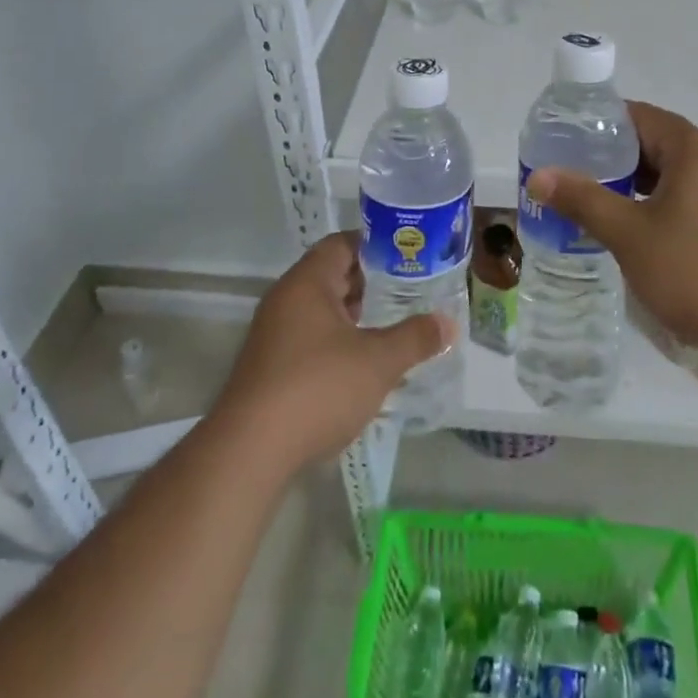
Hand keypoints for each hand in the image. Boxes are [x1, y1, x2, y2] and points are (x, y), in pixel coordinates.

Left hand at [216, 232, 453, 471]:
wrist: (249, 453)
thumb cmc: (317, 388)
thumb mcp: (378, 361)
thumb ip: (415, 338)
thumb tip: (448, 323)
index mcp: (307, 282)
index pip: (343, 244)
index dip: (377, 245)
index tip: (409, 254)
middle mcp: (286, 299)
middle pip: (332, 275)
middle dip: (371, 282)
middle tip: (411, 288)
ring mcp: (274, 335)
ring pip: (322, 310)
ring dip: (355, 315)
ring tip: (394, 323)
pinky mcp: (270, 368)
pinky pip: (311, 338)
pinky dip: (338, 341)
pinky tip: (364, 363)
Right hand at [525, 101, 697, 356]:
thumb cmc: (695, 271)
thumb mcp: (629, 234)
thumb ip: (583, 199)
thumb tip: (539, 176)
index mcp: (694, 149)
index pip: (639, 116)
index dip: (601, 124)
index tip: (567, 140)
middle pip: (658, 142)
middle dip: (616, 157)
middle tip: (576, 174)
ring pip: (675, 172)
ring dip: (639, 183)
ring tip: (600, 202)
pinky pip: (693, 195)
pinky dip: (663, 202)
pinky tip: (642, 229)